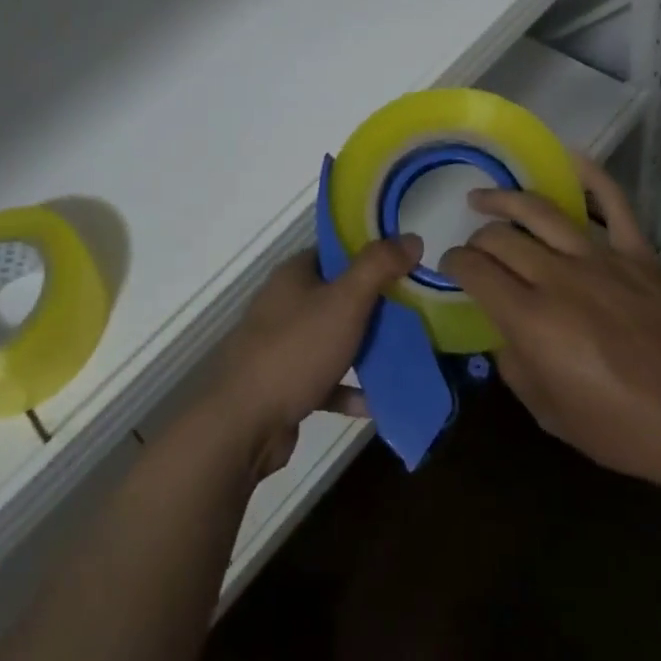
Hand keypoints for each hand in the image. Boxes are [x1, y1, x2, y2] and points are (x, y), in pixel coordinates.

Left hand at [202, 236, 422, 478]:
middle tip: (416, 312)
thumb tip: (411, 238)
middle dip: (375, 305)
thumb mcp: (344, 301)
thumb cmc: (295, 349)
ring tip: (408, 354)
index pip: (335, 253)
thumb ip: (378, 267)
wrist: (244, 422)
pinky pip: (327, 382)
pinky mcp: (286, 386)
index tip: (407, 264)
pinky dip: (351, 390)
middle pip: (338, 296)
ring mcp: (284, 346)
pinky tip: (380, 401)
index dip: (370, 255)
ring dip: (366, 348)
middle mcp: (286, 305)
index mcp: (294, 275)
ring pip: (334, 339)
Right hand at [438, 156, 660, 496]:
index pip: (475, 270)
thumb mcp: (550, 414)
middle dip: (477, 240)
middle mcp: (559, 278)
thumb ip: (515, 367)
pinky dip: (591, 176)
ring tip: (485, 198)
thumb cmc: (625, 430)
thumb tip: (503, 334)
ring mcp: (602, 260)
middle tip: (474, 250)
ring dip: (506, 200)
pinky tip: (567, 158)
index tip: (450, 267)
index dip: (454, 263)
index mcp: (532, 319)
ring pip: (541, 211)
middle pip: (502, 238)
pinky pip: (614, 203)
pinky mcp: (639, 255)